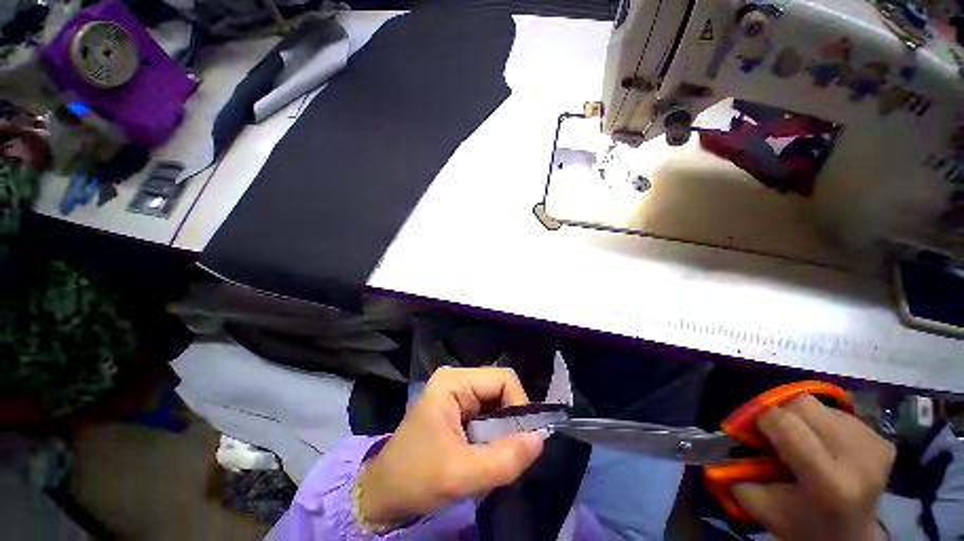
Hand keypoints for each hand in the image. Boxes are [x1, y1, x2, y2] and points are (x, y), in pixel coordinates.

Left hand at [358, 367, 544, 524]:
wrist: (383, 494)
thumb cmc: (416, 479)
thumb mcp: (461, 474)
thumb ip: (504, 459)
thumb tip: (540, 438)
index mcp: (453, 381)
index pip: (503, 379)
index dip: (519, 405)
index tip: (521, 440)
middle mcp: (456, 379)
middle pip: (500, 388)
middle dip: (511, 419)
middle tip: (511, 450)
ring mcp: (455, 392)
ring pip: (496, 401)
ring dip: (503, 427)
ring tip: (498, 453)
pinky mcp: (456, 407)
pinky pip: (487, 411)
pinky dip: (494, 431)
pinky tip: (487, 450)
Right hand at [733, 395, 895, 540]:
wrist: (850, 537)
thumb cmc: (802, 524)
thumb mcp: (762, 505)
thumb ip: (737, 473)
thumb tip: (724, 440)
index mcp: (828, 481)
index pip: (785, 423)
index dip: (760, 419)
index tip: (752, 430)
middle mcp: (857, 458)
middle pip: (803, 404)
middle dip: (781, 413)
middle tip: (776, 434)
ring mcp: (875, 446)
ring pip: (821, 405)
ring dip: (803, 418)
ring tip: (804, 442)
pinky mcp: (883, 440)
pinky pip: (841, 414)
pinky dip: (825, 425)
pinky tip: (826, 446)